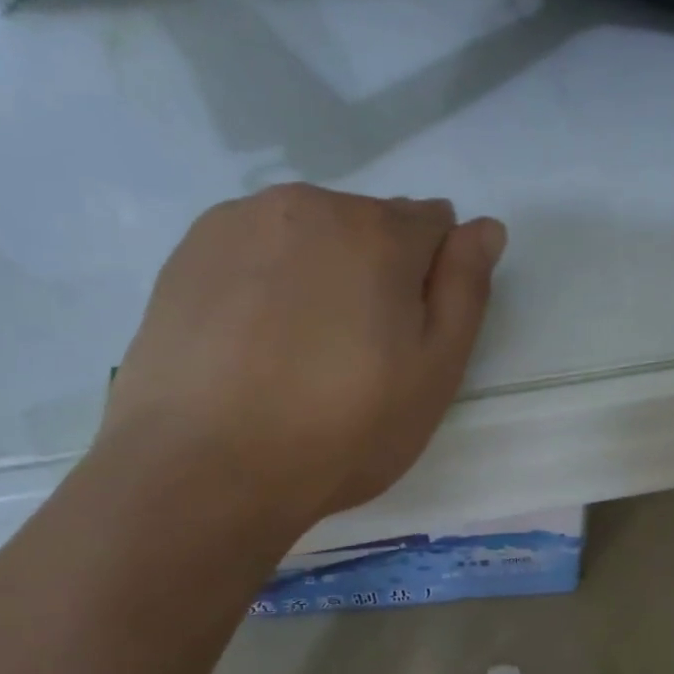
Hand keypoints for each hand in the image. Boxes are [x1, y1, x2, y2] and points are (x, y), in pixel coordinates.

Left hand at [99, 184, 504, 531]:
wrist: (206, 469)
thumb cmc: (342, 431)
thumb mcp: (434, 374)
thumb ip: (465, 291)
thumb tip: (485, 227)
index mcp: (378, 231)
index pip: (434, 223)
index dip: (433, 277)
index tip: (412, 333)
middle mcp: (308, 205)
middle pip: (368, 224)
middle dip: (377, 271)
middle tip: (357, 353)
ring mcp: (239, 222)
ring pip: (309, 236)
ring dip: (321, 273)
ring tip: (301, 351)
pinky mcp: (188, 253)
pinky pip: (254, 251)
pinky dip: (267, 281)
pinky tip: (254, 342)